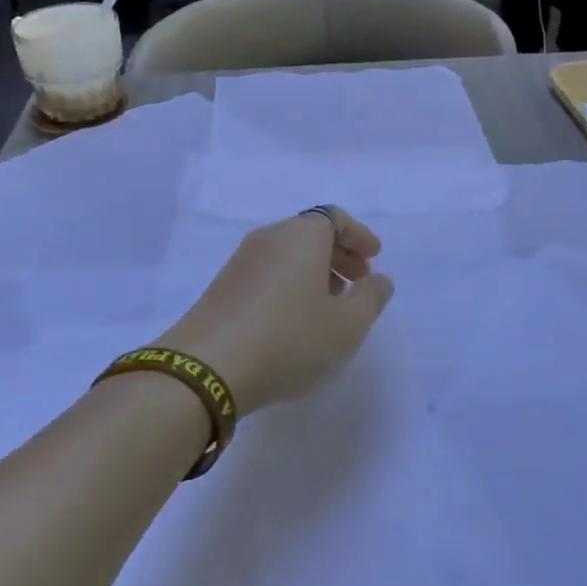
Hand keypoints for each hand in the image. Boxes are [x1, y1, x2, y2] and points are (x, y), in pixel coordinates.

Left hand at [158, 209, 394, 413]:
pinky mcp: (223, 286)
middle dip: (339, 253)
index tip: (374, 258)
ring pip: (288, 254)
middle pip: (310, 233)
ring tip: (330, 304)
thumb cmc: (290, 338)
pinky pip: (268, 272)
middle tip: (358, 281)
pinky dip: (290, 284)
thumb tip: (379, 279)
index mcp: (302, 235)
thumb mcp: (347, 325)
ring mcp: (241, 261)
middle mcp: (270, 237)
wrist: (207, 368)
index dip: (358, 235)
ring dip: (314, 271)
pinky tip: (295, 318)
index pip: (335, 217)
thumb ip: (371, 298)